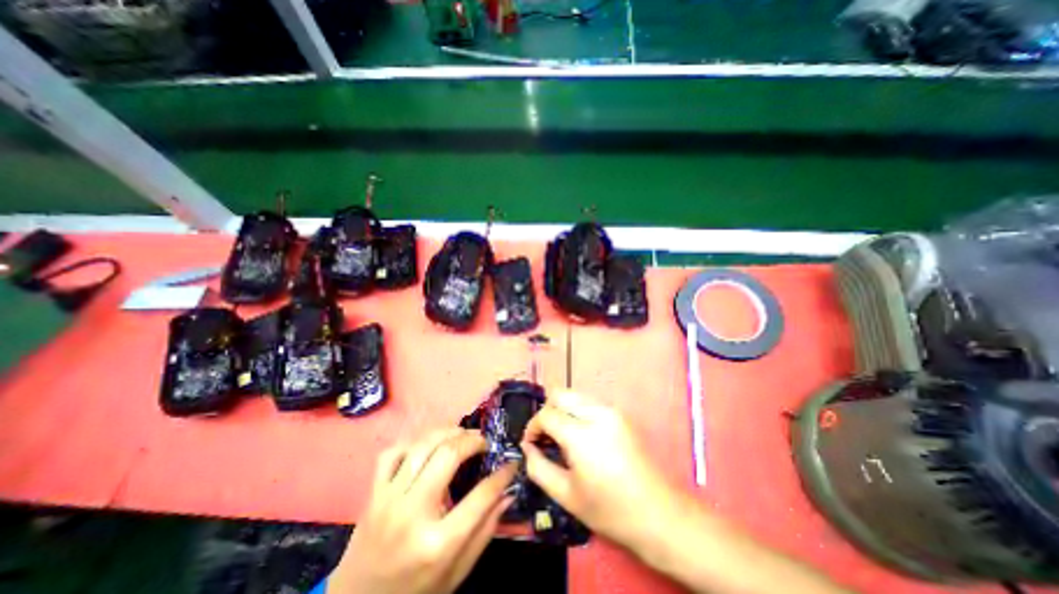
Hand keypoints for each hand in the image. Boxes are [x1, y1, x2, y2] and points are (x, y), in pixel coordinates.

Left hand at [330, 426, 515, 593]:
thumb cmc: (414, 593)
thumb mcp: (456, 573)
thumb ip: (485, 531)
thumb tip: (508, 493)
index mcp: (437, 543)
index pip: (480, 496)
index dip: (502, 474)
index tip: (511, 463)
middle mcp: (412, 514)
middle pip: (448, 456)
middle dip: (473, 441)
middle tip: (484, 442)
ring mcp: (388, 499)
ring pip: (422, 446)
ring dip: (448, 432)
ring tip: (462, 435)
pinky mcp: (372, 493)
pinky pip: (393, 452)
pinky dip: (414, 442)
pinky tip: (427, 447)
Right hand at [520, 390, 685, 551]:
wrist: (659, 513)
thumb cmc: (610, 510)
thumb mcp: (566, 495)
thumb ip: (539, 468)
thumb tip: (528, 447)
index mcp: (582, 435)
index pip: (546, 414)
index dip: (533, 426)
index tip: (530, 443)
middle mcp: (597, 413)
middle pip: (560, 394)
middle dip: (547, 412)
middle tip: (545, 437)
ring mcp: (612, 410)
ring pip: (575, 396)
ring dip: (562, 411)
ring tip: (562, 438)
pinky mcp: (621, 414)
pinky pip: (590, 403)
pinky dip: (577, 413)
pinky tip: (581, 437)